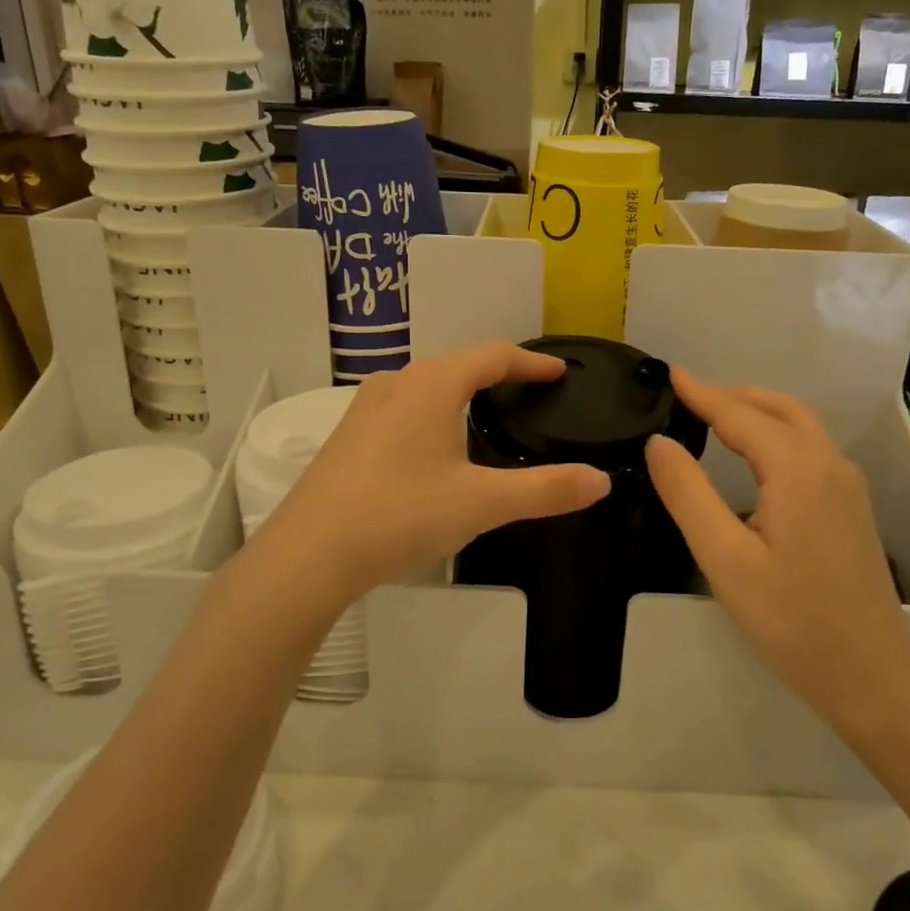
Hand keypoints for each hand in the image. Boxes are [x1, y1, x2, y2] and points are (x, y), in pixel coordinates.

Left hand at [254, 341, 610, 605]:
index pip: (493, 356)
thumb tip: (601, 480)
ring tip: (487, 413)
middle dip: (497, 373)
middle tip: (530, 392)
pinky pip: (404, 407)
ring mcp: (366, 408)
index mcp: (433, 385)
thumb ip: (545, 490)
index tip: (560, 371)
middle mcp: (398, 383)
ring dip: (461, 390)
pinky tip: (435, 444)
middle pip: (458, 364)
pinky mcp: (349, 435)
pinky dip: (434, 411)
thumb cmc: (400, 515)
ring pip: (427, 385)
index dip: (531, 361)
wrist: (308, 554)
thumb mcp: (481, 503)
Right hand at [645, 368, 909, 727]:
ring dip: (757, 410)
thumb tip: (659, 442)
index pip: (739, 414)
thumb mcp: (724, 559)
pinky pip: (810, 447)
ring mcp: (847, 484)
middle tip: (688, 396)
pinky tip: (754, 456)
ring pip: (799, 424)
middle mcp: (828, 463)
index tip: (669, 371)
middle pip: (778, 408)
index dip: (701, 392)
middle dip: (732, 394)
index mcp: (797, 469)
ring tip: (714, 415)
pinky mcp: (852, 505)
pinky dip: (776, 431)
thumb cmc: (792, 619)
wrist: (871, 673)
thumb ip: (688, 494)